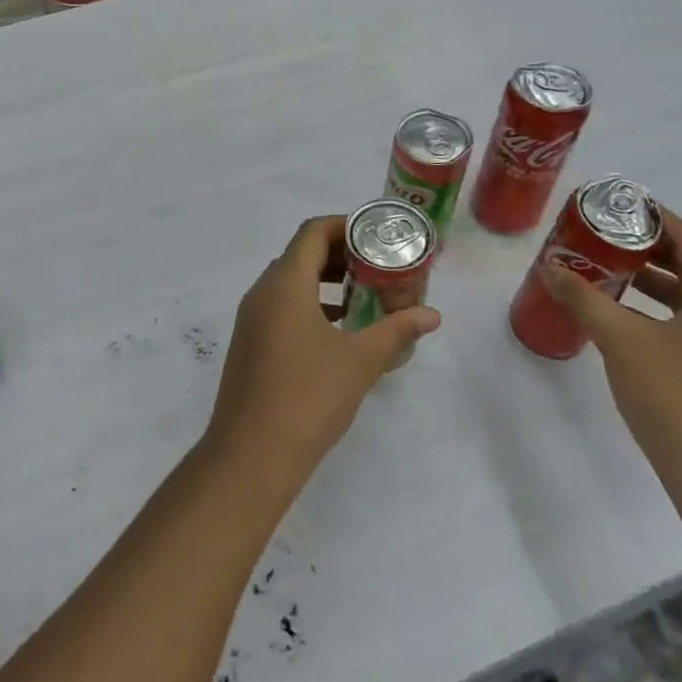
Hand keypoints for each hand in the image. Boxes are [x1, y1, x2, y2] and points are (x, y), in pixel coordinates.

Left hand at [203, 216, 439, 488]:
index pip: (313, 232)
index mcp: (285, 284)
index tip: (377, 237)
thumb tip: (432, 315)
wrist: (251, 455)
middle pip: (300, 254)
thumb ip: (396, 331)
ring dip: (324, 281)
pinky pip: (280, 307)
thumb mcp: (360, 361)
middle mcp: (262, 293)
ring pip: (289, 282)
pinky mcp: (249, 343)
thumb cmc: (308, 398)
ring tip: (362, 297)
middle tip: (377, 267)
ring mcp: (251, 319)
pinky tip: (337, 331)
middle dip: (340, 255)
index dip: (345, 226)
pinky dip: (309, 305)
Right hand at [543, 210, 681, 505]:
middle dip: (643, 245)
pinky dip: (649, 308)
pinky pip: (679, 321)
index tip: (614, 202)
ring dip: (644, 278)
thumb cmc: (676, 398)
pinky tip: (616, 315)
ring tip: (601, 266)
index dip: (653, 216)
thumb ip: (584, 299)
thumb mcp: (622, 341)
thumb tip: (550, 266)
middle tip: (599, 232)